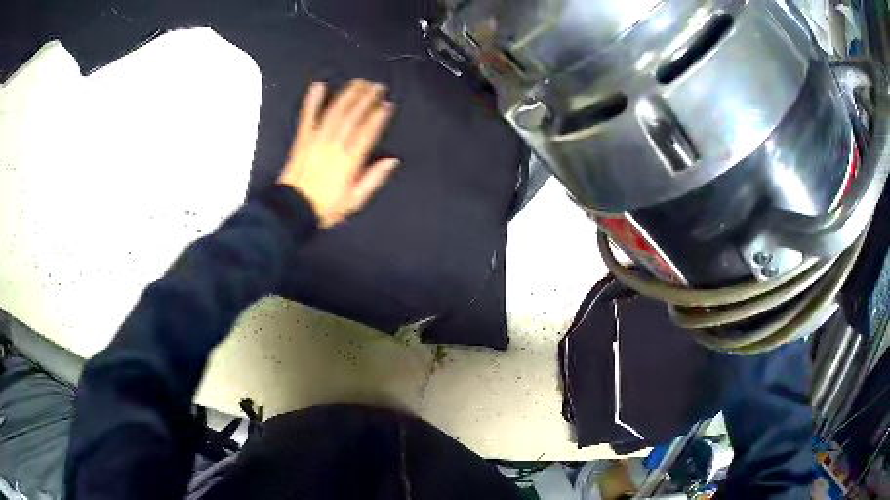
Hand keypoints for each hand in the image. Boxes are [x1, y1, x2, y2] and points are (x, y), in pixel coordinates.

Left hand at [278, 79, 398, 227]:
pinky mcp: (302, 138)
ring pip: (335, 111)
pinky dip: (313, 100)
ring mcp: (317, 139)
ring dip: (348, 94)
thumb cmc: (325, 206)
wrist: (293, 209)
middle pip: (353, 115)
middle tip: (377, 86)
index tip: (387, 103)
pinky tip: (319, 86)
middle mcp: (335, 144)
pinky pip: (308, 116)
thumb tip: (392, 161)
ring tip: (358, 83)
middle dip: (367, 98)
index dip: (379, 115)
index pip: (368, 131)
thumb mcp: (355, 200)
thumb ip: (374, 179)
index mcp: (350, 160)